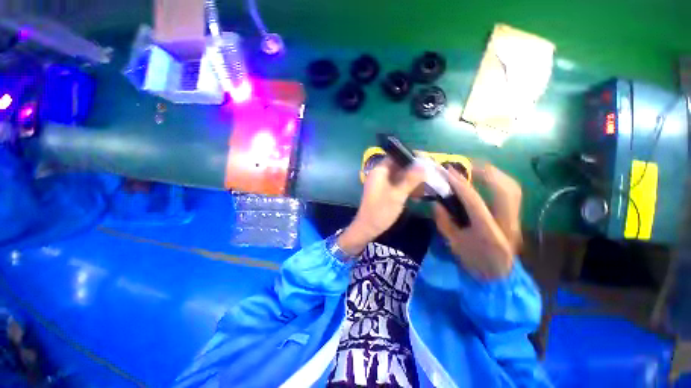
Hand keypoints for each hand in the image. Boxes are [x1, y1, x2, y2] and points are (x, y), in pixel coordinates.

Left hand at [338, 158, 424, 256]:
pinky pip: (398, 184)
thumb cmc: (380, 211)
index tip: (426, 161)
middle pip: (399, 166)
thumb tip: (424, 165)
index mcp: (379, 171)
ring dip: (413, 180)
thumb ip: (410, 179)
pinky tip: (418, 195)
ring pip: (400, 176)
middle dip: (415, 170)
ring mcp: (382, 183)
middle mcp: (380, 174)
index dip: (411, 156)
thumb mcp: (397, 195)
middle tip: (430, 175)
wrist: (367, 228)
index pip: (396, 156)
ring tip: (426, 187)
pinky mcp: (385, 191)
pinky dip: (407, 187)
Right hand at [433, 163, 521, 278]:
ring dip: (494, 173)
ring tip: (476, 167)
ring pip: (512, 188)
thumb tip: (436, 202)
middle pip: (504, 190)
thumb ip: (443, 222)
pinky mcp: (517, 216)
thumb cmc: (473, 262)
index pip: (475, 202)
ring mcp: (516, 220)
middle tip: (466, 164)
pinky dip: (500, 180)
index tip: (449, 172)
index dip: (461, 184)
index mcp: (488, 233)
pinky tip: (488, 178)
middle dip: (485, 172)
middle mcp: (507, 224)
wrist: (499, 276)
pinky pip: (512, 192)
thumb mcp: (453, 244)